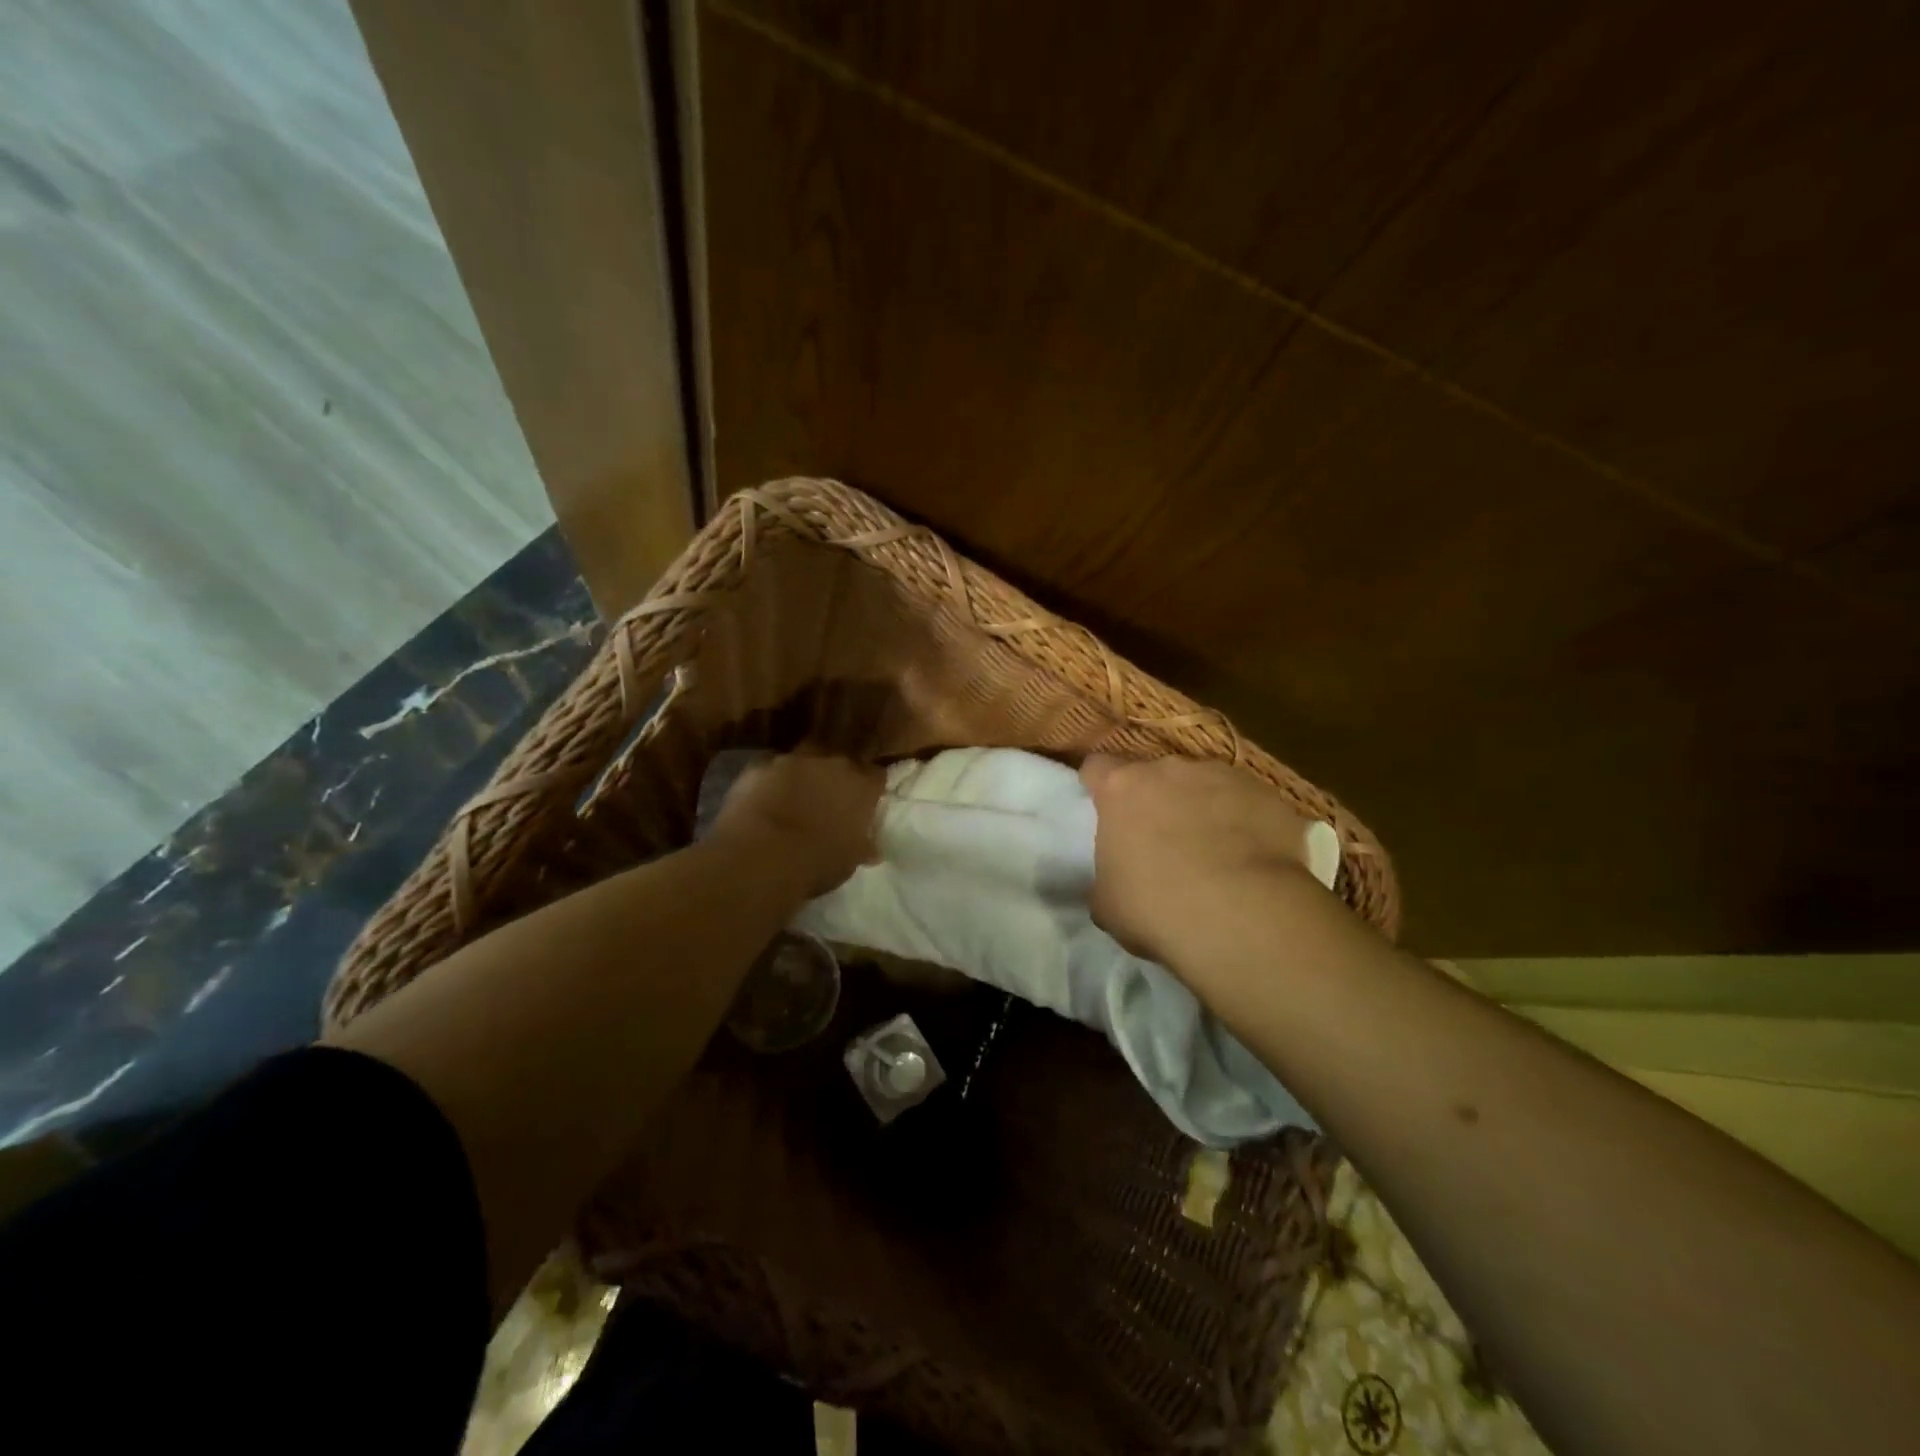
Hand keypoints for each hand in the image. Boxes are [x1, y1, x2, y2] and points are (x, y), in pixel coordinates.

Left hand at [709, 750, 883, 897]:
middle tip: (830, 800)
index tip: (866, 804)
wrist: (761, 854)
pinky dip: (770, 781)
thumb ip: (862, 846)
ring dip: (803, 774)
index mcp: (861, 785)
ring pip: (804, 759)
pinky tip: (764, 800)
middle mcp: (832, 763)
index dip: (871, 789)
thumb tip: (871, 849)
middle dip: (837, 777)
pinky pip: (770, 769)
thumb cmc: (816, 861)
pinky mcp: (759, 765)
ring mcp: (793, 760)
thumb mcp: (850, 860)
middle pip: (841, 761)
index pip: (877, 775)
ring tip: (795, 797)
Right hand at [1080, 754, 1321, 966]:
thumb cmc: (1157, 907)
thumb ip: (1106, 875)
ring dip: (1204, 807)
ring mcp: (1224, 776)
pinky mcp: (1269, 795)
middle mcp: (1170, 770)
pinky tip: (1253, 861)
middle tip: (1162, 841)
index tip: (1104, 809)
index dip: (1099, 786)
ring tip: (1215, 852)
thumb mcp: (1106, 902)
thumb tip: (1116, 877)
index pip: (1097, 767)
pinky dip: (1247, 823)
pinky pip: (1250, 804)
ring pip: (1206, 784)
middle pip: (1156, 774)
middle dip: (1157, 799)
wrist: (1243, 916)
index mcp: (1122, 789)